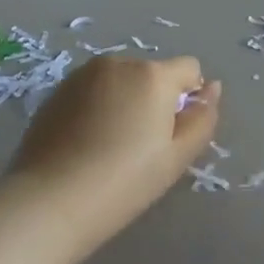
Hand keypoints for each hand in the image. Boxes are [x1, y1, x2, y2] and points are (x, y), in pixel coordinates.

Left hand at [9, 55, 219, 257]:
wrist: (51, 200)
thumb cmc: (124, 181)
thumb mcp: (176, 157)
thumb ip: (202, 118)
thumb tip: (212, 89)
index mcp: (153, 75)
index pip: (189, 69)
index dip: (189, 98)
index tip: (173, 135)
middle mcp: (119, 62)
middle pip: (152, 73)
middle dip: (155, 99)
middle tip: (141, 146)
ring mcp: (83, 74)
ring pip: (121, 80)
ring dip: (125, 100)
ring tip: (110, 146)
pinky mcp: (57, 90)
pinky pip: (92, 90)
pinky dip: (97, 107)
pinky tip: (85, 144)